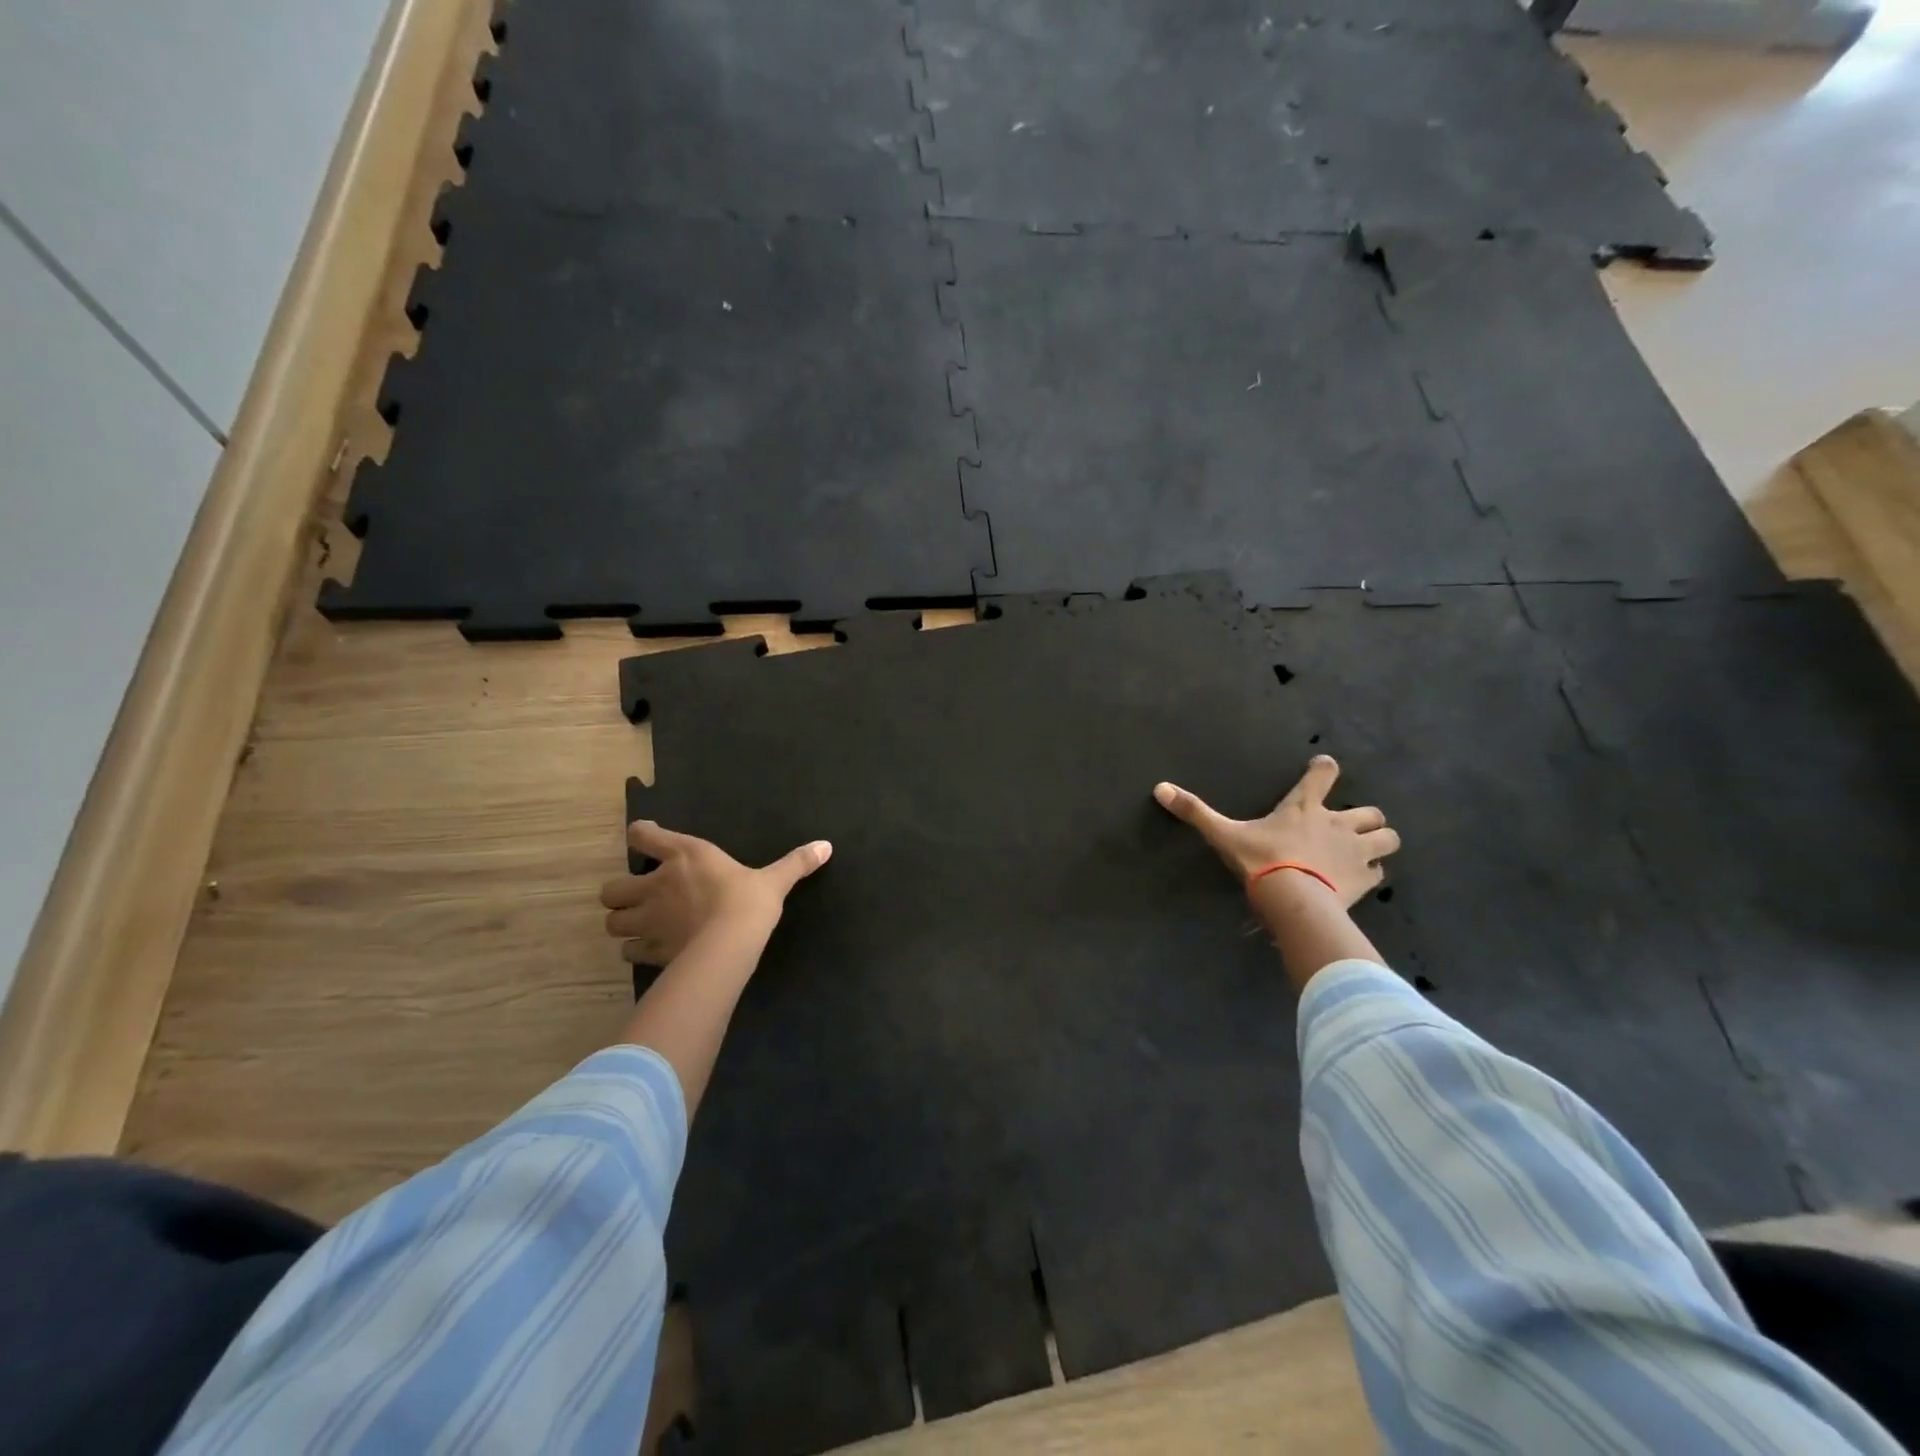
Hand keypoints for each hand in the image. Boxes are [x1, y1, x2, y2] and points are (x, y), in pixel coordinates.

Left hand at [601, 821, 831, 965]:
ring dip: (623, 923)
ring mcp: (648, 919)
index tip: (647, 838)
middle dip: (621, 894)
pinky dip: (634, 951)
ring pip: (612, 922)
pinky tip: (650, 951)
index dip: (640, 834)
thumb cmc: (749, 901)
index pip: (642, 835)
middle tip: (639, 898)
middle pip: (612, 888)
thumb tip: (826, 845)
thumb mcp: (774, 880)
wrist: (730, 944)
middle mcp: (656, 884)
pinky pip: (628, 952)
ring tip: (640, 926)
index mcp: (684, 856)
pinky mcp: (650, 950)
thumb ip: (796, 863)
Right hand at [1154, 755, 1399, 907]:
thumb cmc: (1260, 861)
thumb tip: (1159, 788)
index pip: (1324, 774)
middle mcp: (1338, 824)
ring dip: (1378, 841)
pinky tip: (1359, 879)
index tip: (1324, 768)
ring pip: (1387, 837)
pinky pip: (1380, 872)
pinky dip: (1373, 872)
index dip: (1325, 768)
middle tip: (1347, 826)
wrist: (1293, 900)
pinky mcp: (1366, 879)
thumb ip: (1195, 812)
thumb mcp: (1223, 835)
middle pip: (1370, 810)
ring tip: (1364, 850)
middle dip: (1364, 816)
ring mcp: (1357, 851)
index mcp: (1304, 808)